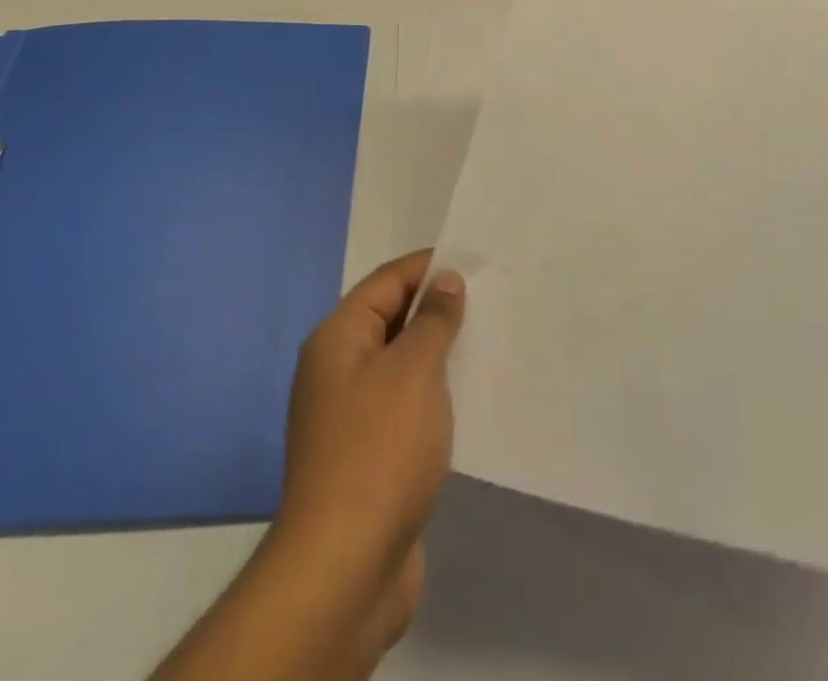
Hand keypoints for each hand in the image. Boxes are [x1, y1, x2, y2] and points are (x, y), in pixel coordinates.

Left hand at [276, 250, 466, 651]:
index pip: (386, 281)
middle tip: (490, 296)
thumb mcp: (413, 370)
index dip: (427, 266)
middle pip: (391, 319)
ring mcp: (351, 417)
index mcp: (338, 340)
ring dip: (439, 351)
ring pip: (401, 364)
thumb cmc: (379, 449)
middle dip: (437, 307)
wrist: (344, 569)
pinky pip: (406, 405)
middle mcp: (338, 371)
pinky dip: (435, 393)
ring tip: (487, 339)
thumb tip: (445, 282)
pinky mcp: (369, 456)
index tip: (474, 258)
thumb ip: (432, 320)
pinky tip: (468, 395)